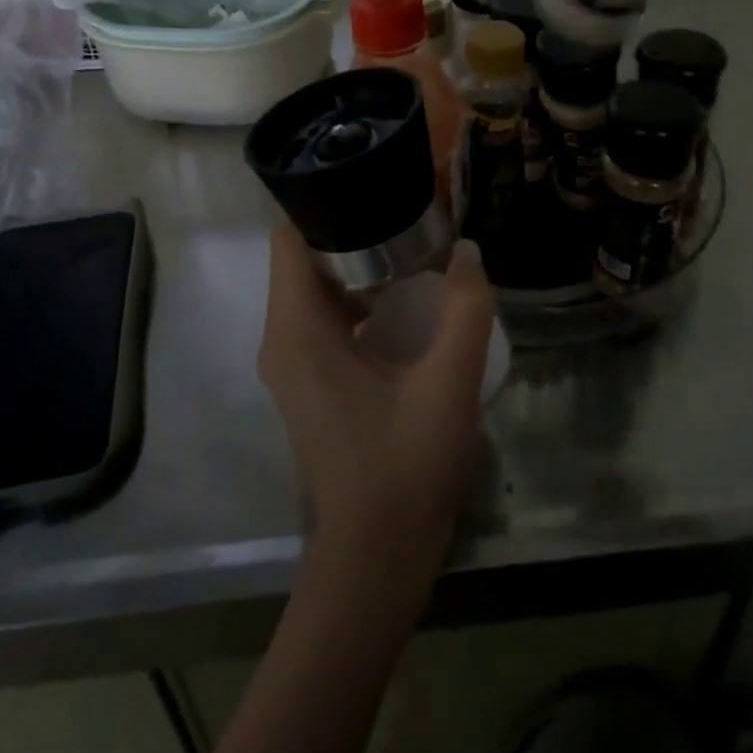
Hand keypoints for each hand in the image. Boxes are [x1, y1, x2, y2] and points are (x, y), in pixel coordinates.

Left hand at [258, 226, 493, 563]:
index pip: (289, 238)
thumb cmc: (404, 466)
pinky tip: (409, 307)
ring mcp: (294, 366)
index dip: (327, 207)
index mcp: (297, 330)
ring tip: (415, 253)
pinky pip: (326, 321)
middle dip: (354, 233)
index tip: (376, 194)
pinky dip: (360, 303)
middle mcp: (283, 340)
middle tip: (410, 219)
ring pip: (318, 291)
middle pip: (307, 259)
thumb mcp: (448, 381)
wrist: (376, 558)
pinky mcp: (311, 386)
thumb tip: (469, 252)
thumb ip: (465, 308)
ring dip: (361, 269)